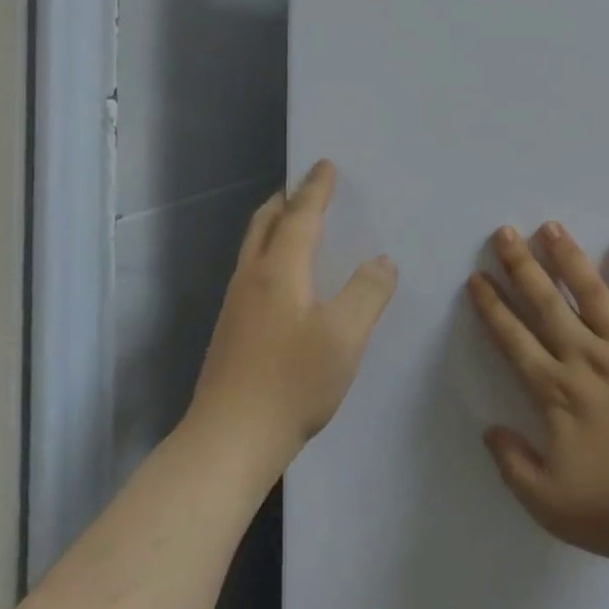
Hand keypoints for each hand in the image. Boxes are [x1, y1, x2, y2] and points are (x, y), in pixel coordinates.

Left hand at [189, 161, 397, 476]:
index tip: (325, 164)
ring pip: (254, 248)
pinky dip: (271, 254)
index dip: (315, 189)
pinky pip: (253, 272)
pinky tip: (286, 281)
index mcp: (279, 270)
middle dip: (286, 199)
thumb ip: (368, 292)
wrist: (227, 444)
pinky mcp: (231, 333)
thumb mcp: (345, 336)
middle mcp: (252, 279)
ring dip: (275, 225)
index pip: (300, 216)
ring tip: (296, 225)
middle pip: (265, 223)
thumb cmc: (291, 383)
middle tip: (306, 187)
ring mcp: (236, 307)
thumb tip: (382, 262)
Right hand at [468, 224, 608, 565]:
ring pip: (591, 290)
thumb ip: (514, 465)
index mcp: (557, 392)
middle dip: (521, 266)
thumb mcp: (552, 505)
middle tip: (504, 232)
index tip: (477, 278)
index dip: (492, 308)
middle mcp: (587, 357)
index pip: (514, 340)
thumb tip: (488, 429)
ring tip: (551, 227)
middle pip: (547, 303)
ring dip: (568, 256)